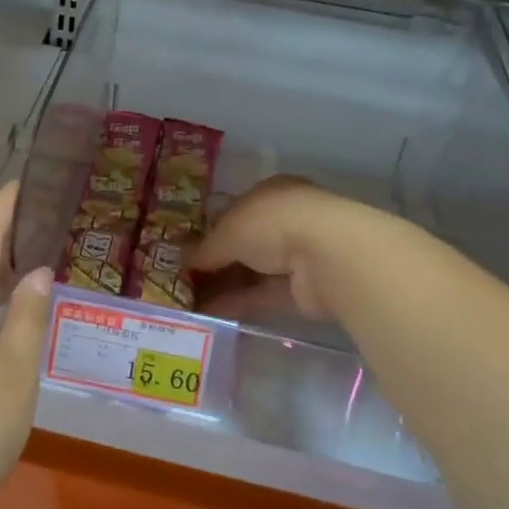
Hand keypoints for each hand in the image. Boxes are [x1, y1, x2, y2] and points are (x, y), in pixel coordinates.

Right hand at [191, 176, 356, 323]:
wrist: (325, 256)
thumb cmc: (272, 223)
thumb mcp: (227, 231)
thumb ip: (205, 248)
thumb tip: (183, 260)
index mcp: (269, 194)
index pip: (235, 211)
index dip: (209, 229)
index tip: (185, 248)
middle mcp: (284, 221)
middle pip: (243, 244)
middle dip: (215, 261)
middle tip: (183, 278)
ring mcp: (296, 256)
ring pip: (252, 272)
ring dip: (223, 285)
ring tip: (188, 301)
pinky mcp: (301, 289)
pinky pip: (262, 296)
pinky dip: (237, 303)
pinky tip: (208, 314)